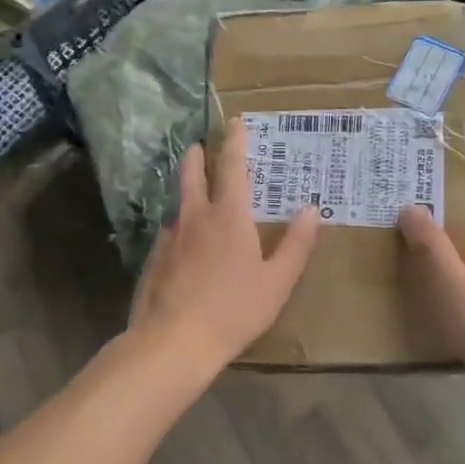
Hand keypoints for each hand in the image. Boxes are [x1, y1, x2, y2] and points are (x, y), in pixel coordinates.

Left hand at [129, 122, 321, 368]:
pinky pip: (169, 232)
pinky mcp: (153, 258)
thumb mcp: (277, 282)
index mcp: (229, 216)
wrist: (173, 341)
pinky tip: (183, 244)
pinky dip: (179, 226)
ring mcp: (169, 236)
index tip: (235, 122)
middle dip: (197, 156)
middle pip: (192, 173)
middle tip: (200, 146)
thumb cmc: (234, 310)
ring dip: (186, 190)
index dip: (234, 141)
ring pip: (178, 202)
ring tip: (194, 193)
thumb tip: (311, 209)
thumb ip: (296, 244)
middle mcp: (195, 216)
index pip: (232, 166)